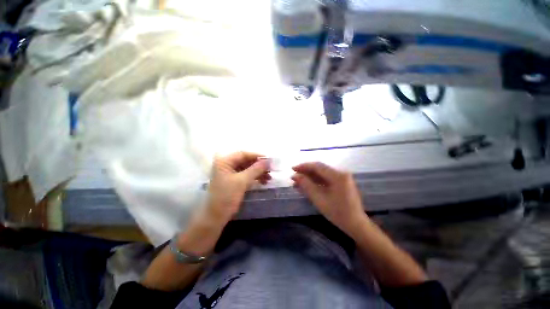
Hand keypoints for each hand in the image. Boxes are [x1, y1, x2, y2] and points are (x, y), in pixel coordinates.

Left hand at [206, 152, 270, 223]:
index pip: (244, 154)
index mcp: (225, 161)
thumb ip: (256, 169)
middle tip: (271, 170)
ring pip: (247, 169)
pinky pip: (246, 175)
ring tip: (269, 177)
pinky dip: (255, 178)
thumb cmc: (226, 196)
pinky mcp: (233, 181)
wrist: (216, 217)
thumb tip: (269, 160)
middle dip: (259, 166)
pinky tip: (263, 181)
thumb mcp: (242, 181)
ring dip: (258, 172)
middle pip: (246, 161)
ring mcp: (230, 173)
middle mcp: (227, 164)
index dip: (257, 156)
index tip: (270, 160)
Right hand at [292, 162, 365, 232]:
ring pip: (321, 174)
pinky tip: (306, 186)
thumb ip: (306, 185)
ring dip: (309, 177)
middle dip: (305, 172)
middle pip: (319, 169)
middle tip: (293, 177)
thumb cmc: (338, 213)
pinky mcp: (341, 183)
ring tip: (297, 183)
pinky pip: (326, 179)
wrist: (356, 224)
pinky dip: (316, 182)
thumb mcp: (319, 199)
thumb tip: (295, 176)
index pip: (317, 166)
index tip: (292, 169)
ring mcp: (342, 178)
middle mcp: (341, 173)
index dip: (303, 166)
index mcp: (337, 175)